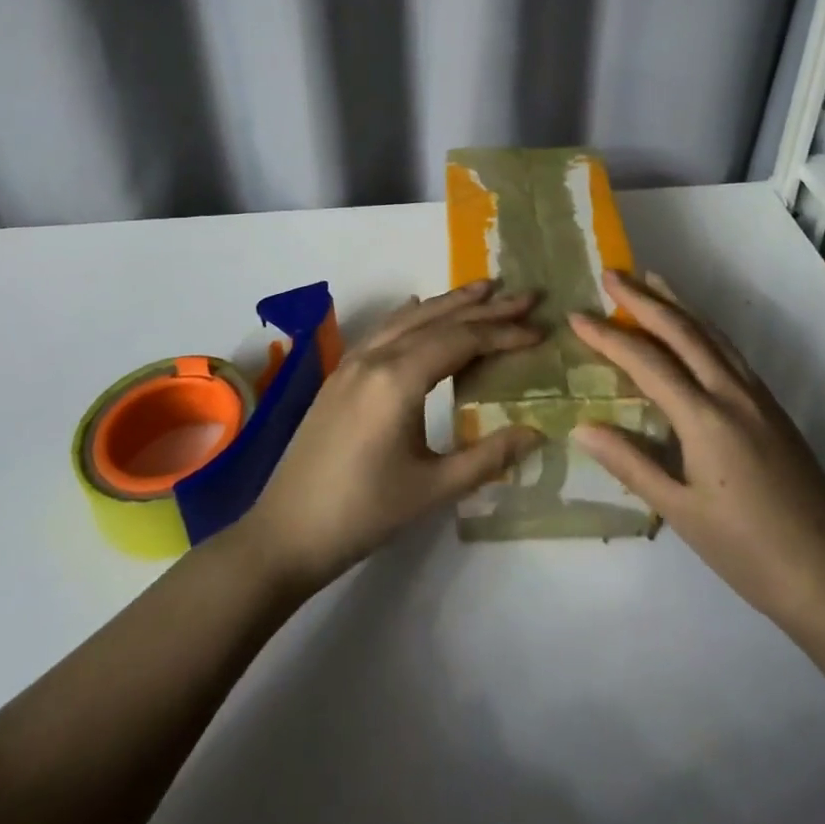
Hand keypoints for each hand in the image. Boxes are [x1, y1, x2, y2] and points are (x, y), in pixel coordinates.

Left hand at [238, 281, 544, 592]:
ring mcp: (353, 361)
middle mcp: (376, 357)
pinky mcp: (341, 374)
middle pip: (438, 318)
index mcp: (398, 379)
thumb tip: (536, 431)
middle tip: (526, 294)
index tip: (541, 330)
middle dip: (485, 305)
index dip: (504, 333)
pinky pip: (385, 329)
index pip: (462, 340)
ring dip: (449, 302)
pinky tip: (421, 306)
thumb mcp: (432, 490)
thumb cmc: (362, 514)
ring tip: (485, 290)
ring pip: (409, 317)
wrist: (284, 533)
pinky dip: (413, 313)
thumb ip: (487, 457)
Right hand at [569, 270, 824, 639]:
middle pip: (682, 331)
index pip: (647, 362)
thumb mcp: (680, 512)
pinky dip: (703, 328)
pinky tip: (694, 329)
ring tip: (651, 280)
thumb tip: (582, 426)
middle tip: (611, 273)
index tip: (577, 314)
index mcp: (705, 418)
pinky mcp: (773, 407)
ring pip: (712, 334)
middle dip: (644, 299)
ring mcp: (758, 397)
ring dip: (678, 303)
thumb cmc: (746, 552)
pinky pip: (730, 351)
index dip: (608, 337)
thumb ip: (630, 463)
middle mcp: (732, 394)